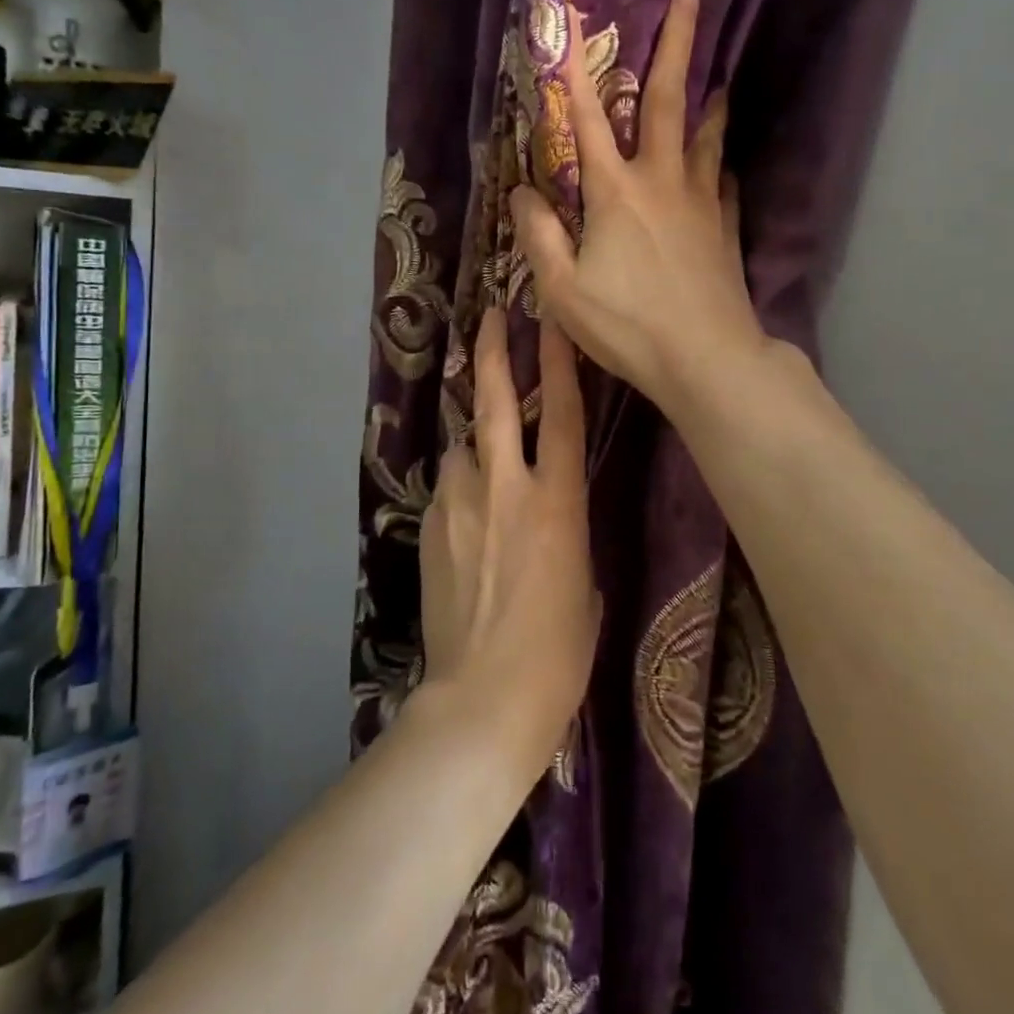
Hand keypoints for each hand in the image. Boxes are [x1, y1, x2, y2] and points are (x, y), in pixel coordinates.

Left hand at [417, 308, 599, 771]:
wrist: (484, 697)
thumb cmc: (559, 651)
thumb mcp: (584, 582)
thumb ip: (567, 531)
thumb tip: (551, 515)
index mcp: (558, 503)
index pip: (560, 415)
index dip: (558, 362)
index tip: (551, 319)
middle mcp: (505, 489)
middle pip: (494, 404)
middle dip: (494, 353)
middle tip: (492, 316)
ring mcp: (459, 505)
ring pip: (462, 448)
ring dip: (474, 444)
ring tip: (483, 464)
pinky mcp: (429, 528)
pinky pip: (447, 489)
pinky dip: (459, 488)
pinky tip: (466, 519)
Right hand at [512, 0, 768, 413]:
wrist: (706, 359)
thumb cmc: (628, 326)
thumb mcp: (563, 290)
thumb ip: (539, 237)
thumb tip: (521, 193)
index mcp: (615, 193)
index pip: (588, 120)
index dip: (573, 71)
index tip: (569, 23)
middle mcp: (662, 183)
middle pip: (670, 103)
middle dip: (676, 47)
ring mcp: (701, 204)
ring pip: (707, 138)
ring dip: (710, 103)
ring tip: (719, 81)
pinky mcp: (726, 230)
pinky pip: (724, 185)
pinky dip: (721, 167)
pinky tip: (723, 167)